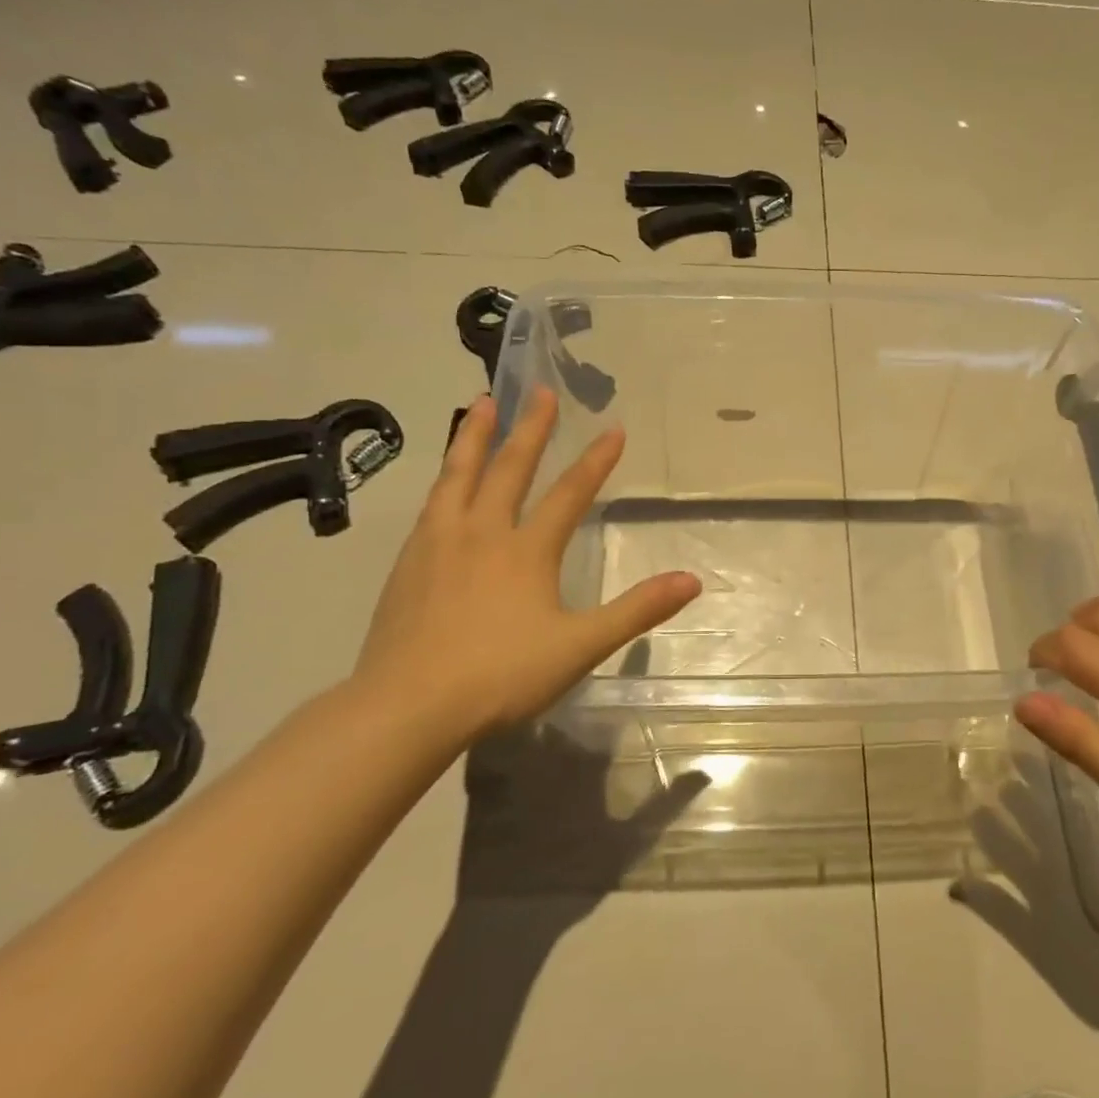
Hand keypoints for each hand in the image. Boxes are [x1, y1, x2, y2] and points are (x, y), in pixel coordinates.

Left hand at [349, 390, 700, 748]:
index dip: (595, 461)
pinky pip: (431, 504)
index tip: (614, 428)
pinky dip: (445, 478)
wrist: (407, 706)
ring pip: (458, 475)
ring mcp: (438, 544)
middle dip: (531, 428)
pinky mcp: (407, 563)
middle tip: (540, 391)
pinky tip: (444, 481)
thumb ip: (637, 610)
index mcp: (526, 550)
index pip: (569, 493)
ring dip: (474, 436)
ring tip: (482, 403)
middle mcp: (482, 533)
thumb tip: (692, 580)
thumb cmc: (501, 675)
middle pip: (509, 469)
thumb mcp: (580, 645)